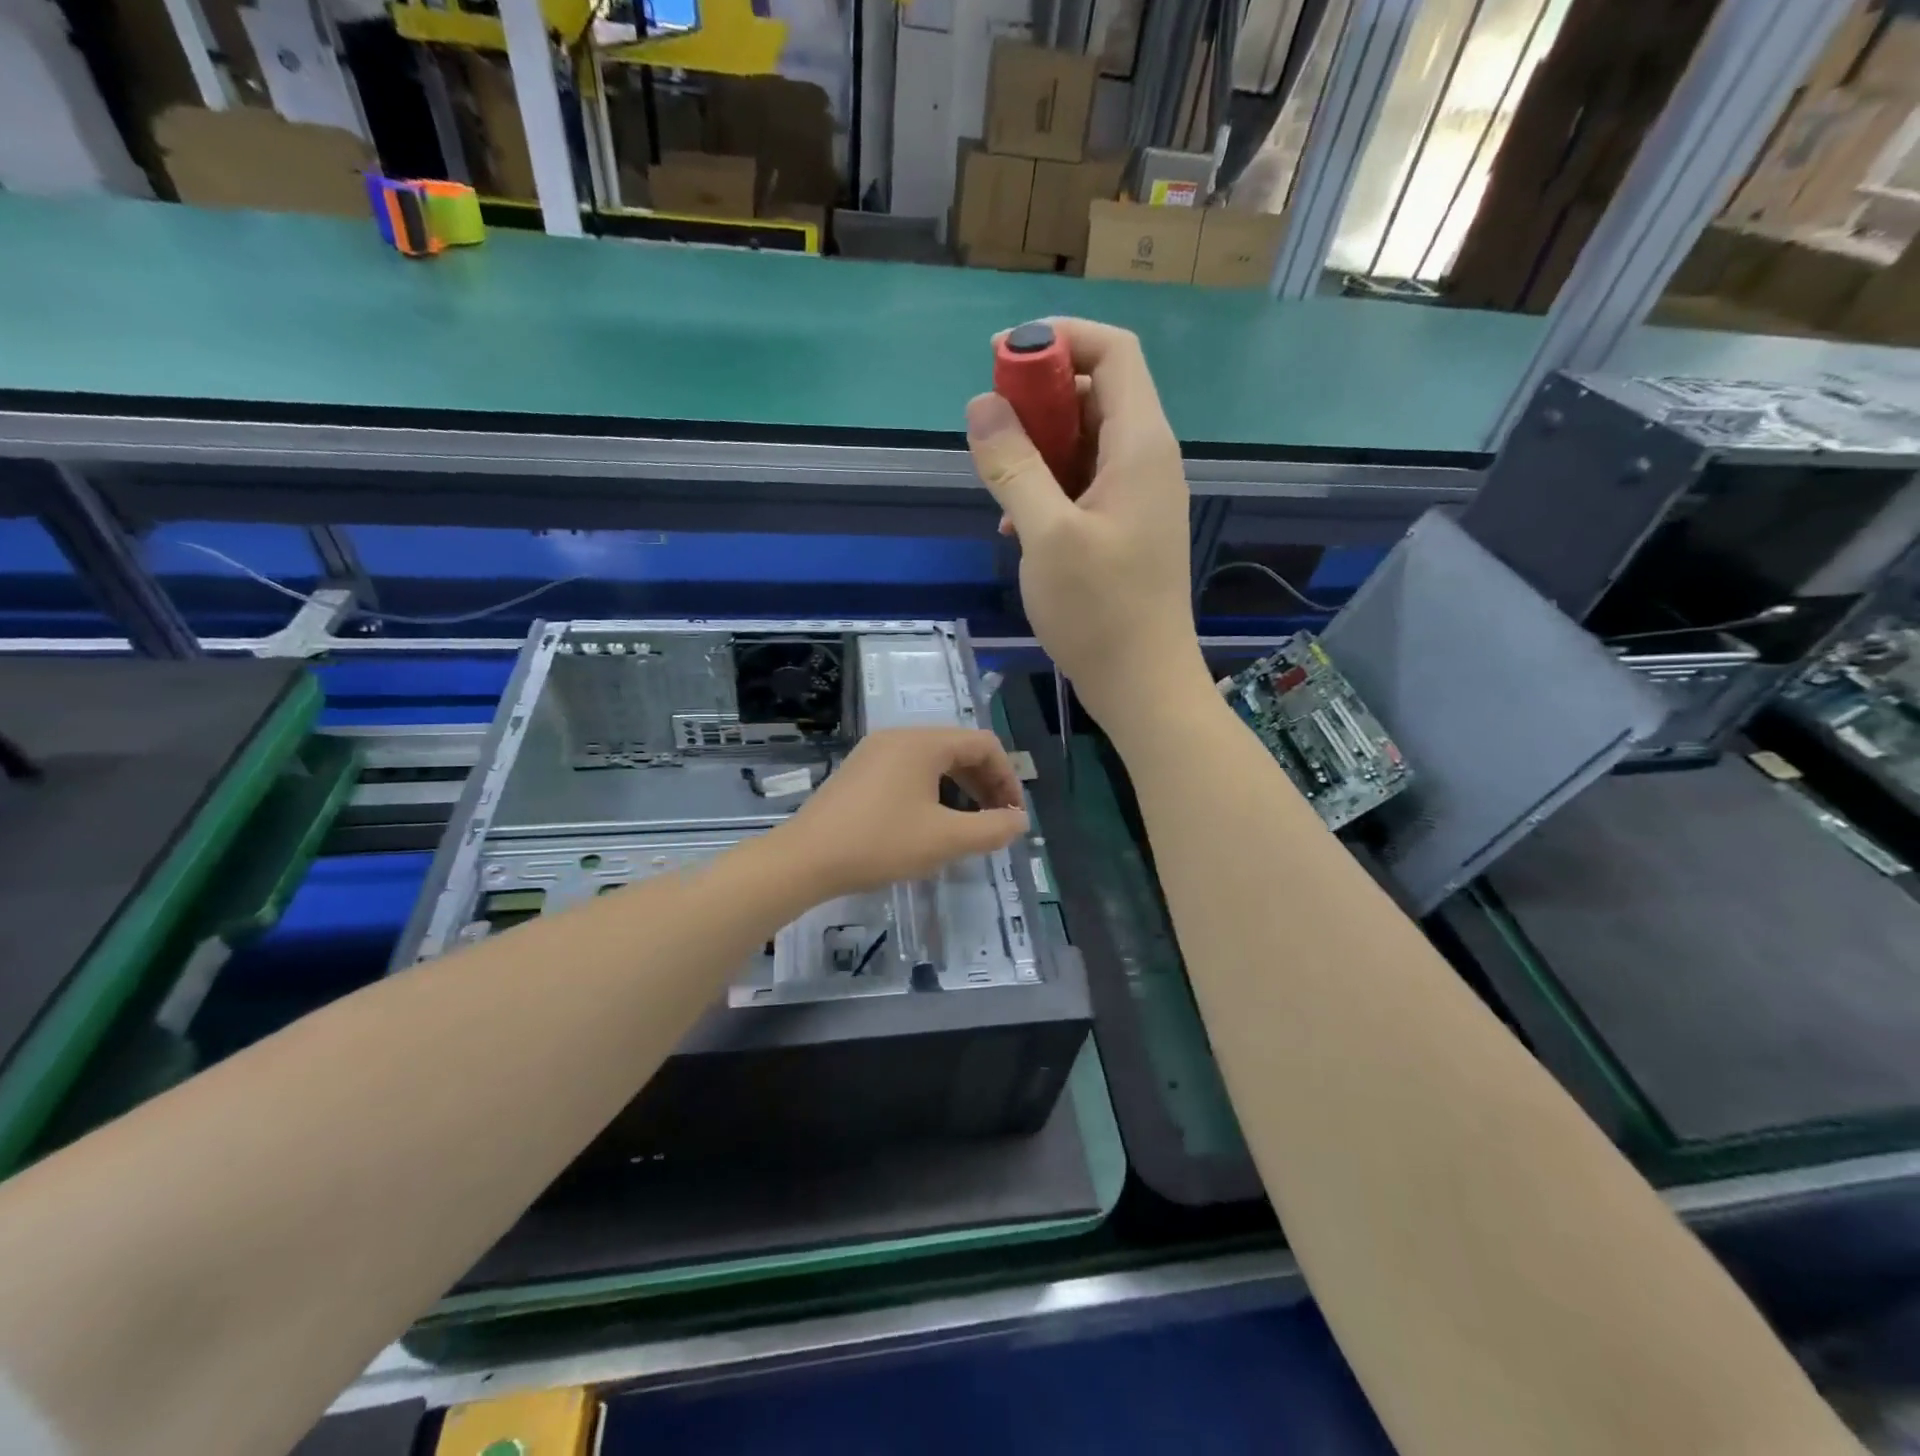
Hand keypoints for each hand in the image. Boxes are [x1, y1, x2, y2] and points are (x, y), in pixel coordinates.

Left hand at [775, 728, 1028, 897]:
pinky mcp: (860, 771)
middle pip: (959, 749)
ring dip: (960, 788)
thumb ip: (991, 829)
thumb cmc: (880, 843)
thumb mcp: (945, 839)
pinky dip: (932, 790)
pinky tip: (931, 822)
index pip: (984, 744)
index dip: (1008, 777)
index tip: (1013, 815)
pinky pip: (909, 770)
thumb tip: (1020, 821)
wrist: (805, 859)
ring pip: (934, 761)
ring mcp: (875, 752)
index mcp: (923, 742)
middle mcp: (899, 737)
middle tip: (996, 821)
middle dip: (985, 783)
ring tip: (968, 825)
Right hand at [967, 318, 1210, 730]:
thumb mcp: (1046, 535)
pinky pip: (1084, 484)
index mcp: (1141, 445)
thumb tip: (982, 404)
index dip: (1058, 339)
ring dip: (1038, 449)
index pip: (1112, 352)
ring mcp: (1138, 497)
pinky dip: (1049, 487)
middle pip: (1096, 392)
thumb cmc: (1099, 612)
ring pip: (1086, 442)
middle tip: (991, 428)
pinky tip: (1016, 525)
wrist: (1142, 684)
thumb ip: (1013, 465)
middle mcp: (1147, 460)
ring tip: (999, 484)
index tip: (1002, 357)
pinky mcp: (1125, 528)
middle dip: (1040, 397)